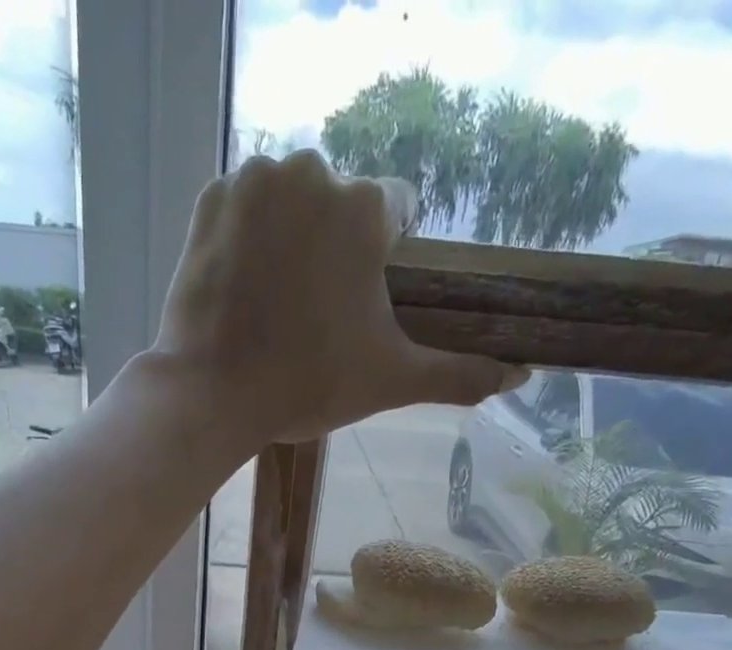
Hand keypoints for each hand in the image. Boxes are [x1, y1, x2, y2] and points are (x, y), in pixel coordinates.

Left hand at [152, 150, 523, 446]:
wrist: (213, 397)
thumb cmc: (308, 385)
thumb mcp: (392, 381)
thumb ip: (459, 373)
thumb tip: (522, 375)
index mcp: (365, 207)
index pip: (396, 213)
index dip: (382, 260)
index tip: (360, 304)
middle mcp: (313, 171)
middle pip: (338, 205)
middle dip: (333, 250)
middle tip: (312, 316)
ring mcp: (254, 180)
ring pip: (290, 201)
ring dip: (290, 239)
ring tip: (275, 305)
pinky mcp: (208, 199)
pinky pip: (242, 208)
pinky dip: (246, 239)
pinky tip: (242, 287)